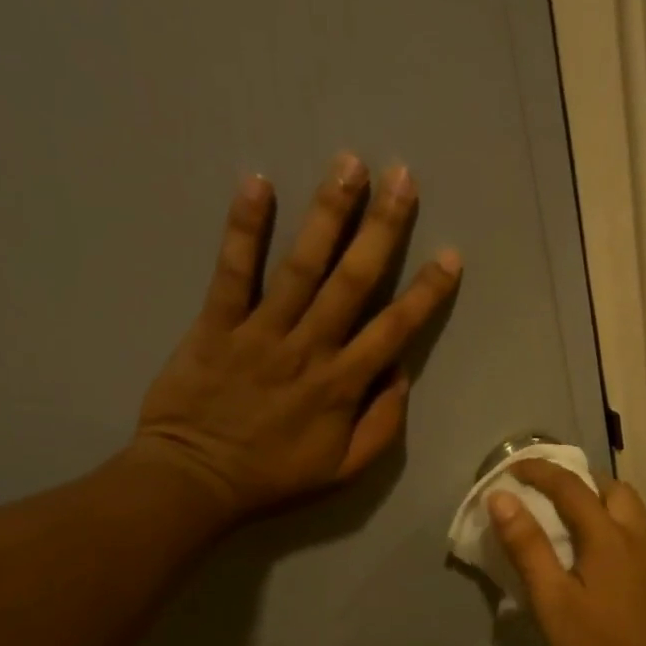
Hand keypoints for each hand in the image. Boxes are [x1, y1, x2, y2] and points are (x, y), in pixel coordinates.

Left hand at [133, 154, 460, 521]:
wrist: (195, 480)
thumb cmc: (274, 476)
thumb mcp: (344, 470)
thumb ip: (382, 425)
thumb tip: (400, 375)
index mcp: (344, 384)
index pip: (395, 329)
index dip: (426, 292)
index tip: (450, 255)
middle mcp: (310, 348)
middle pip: (353, 280)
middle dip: (382, 228)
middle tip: (402, 178)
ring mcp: (261, 332)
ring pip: (301, 266)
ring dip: (327, 213)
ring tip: (349, 165)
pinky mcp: (216, 324)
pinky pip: (232, 272)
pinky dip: (244, 229)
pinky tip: (257, 184)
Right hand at [487, 459, 645, 645]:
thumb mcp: (551, 599)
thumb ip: (527, 546)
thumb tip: (502, 499)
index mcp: (608, 536)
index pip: (570, 486)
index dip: (539, 471)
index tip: (512, 469)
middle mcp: (636, 535)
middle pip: (611, 487)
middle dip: (577, 479)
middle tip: (547, 492)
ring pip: (628, 508)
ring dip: (598, 499)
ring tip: (569, 517)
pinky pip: (634, 529)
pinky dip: (611, 521)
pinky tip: (595, 552)